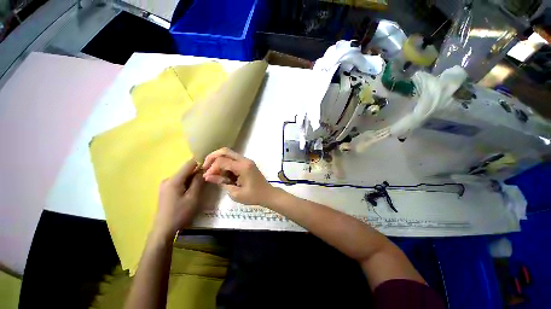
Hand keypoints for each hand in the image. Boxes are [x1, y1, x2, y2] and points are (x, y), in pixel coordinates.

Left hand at [154, 160, 203, 238]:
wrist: (164, 230)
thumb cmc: (180, 213)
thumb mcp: (193, 197)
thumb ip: (198, 182)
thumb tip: (203, 169)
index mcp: (174, 180)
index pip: (189, 164)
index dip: (200, 163)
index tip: (210, 168)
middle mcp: (168, 179)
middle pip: (186, 170)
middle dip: (197, 173)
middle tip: (207, 180)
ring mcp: (165, 185)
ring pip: (183, 177)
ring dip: (193, 179)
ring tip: (201, 187)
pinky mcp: (166, 190)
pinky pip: (179, 182)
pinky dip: (187, 184)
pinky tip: (192, 192)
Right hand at [202, 148, 274, 205]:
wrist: (267, 194)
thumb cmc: (253, 196)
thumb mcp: (235, 193)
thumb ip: (221, 182)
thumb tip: (207, 176)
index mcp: (243, 167)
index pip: (223, 161)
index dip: (212, 168)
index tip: (207, 177)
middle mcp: (245, 160)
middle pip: (225, 151)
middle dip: (212, 157)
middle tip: (205, 167)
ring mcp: (246, 160)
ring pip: (228, 154)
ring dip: (219, 160)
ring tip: (213, 172)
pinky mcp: (247, 163)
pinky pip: (233, 159)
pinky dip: (225, 163)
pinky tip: (222, 172)